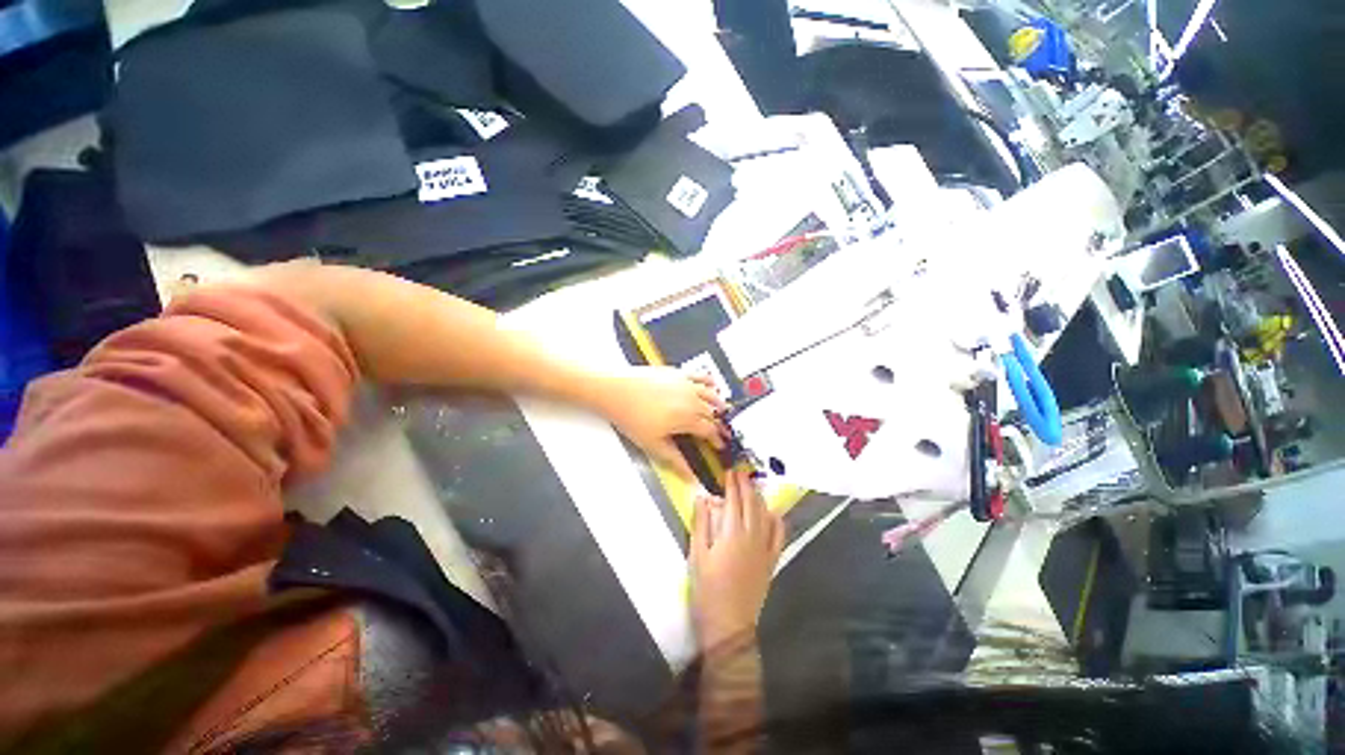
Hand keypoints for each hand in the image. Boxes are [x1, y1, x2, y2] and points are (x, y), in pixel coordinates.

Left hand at [601, 367, 728, 480]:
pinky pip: (701, 376)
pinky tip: (711, 384)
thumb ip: (675, 460)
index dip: (717, 439)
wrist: (616, 391)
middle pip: (713, 413)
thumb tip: (688, 475)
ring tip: (723, 409)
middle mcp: (691, 399)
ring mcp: (686, 384)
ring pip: (711, 394)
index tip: (720, 444)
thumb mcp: (653, 444)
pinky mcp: (677, 373)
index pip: (710, 430)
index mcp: (687, 418)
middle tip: (722, 430)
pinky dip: (709, 382)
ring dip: (719, 403)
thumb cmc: (631, 415)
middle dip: (720, 423)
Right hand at [690, 468, 783, 649]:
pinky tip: (773, 512)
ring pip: (765, 515)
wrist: (729, 624)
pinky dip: (777, 520)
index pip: (734, 500)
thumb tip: (703, 497)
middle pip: (751, 503)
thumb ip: (701, 523)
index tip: (729, 471)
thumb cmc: (707, 589)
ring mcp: (765, 548)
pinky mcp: (772, 560)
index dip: (732, 484)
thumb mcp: (697, 554)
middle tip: (741, 473)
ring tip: (753, 487)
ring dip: (759, 497)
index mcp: (732, 533)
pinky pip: (779, 535)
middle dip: (746, 485)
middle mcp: (752, 535)